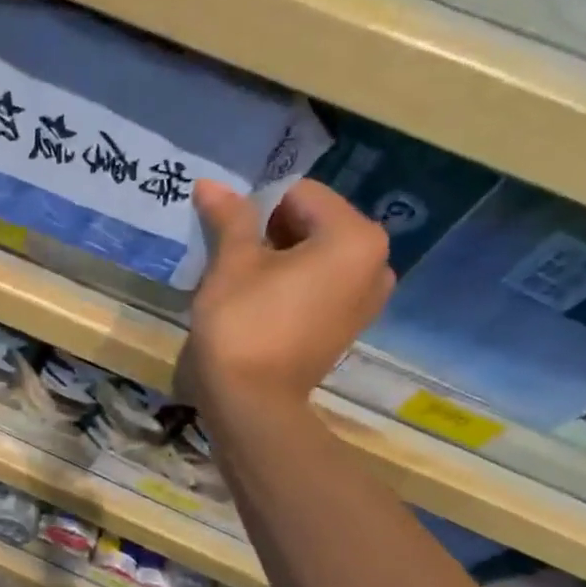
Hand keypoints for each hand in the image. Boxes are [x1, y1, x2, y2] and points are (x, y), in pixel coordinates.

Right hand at [176, 179, 393, 409]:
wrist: (252, 402)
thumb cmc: (244, 323)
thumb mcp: (232, 263)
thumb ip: (229, 217)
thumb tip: (211, 184)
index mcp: (354, 237)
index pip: (299, 194)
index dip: (256, 204)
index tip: (224, 226)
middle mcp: (375, 262)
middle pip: (313, 222)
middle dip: (269, 230)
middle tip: (228, 252)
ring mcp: (366, 298)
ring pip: (315, 255)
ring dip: (278, 257)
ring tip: (240, 277)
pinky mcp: (348, 325)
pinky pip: (320, 285)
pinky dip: (292, 282)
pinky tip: (259, 300)